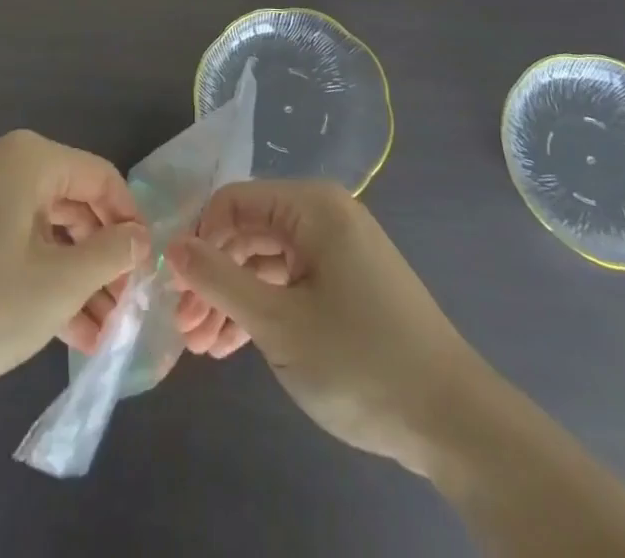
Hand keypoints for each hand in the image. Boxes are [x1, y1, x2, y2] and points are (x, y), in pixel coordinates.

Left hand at [0, 132, 146, 394]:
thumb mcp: (56, 285)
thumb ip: (109, 255)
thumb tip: (138, 239)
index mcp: (30, 160)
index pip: (101, 178)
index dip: (130, 222)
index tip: (146, 269)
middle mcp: (4, 163)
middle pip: (74, 201)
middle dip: (102, 256)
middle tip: (125, 306)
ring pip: (46, 226)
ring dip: (75, 274)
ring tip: (101, 330)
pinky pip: (16, 238)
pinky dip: (41, 273)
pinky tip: (65, 324)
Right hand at [166, 181, 481, 475]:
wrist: (453, 421)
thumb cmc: (360, 361)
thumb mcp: (277, 323)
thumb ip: (219, 280)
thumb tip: (171, 246)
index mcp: (312, 206)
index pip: (233, 202)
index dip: (199, 240)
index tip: (175, 289)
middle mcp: (324, 215)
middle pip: (249, 232)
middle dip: (213, 277)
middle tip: (184, 328)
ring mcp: (338, 249)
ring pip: (267, 261)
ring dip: (232, 299)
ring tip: (202, 347)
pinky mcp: (347, 282)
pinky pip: (291, 282)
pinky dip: (262, 308)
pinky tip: (233, 344)